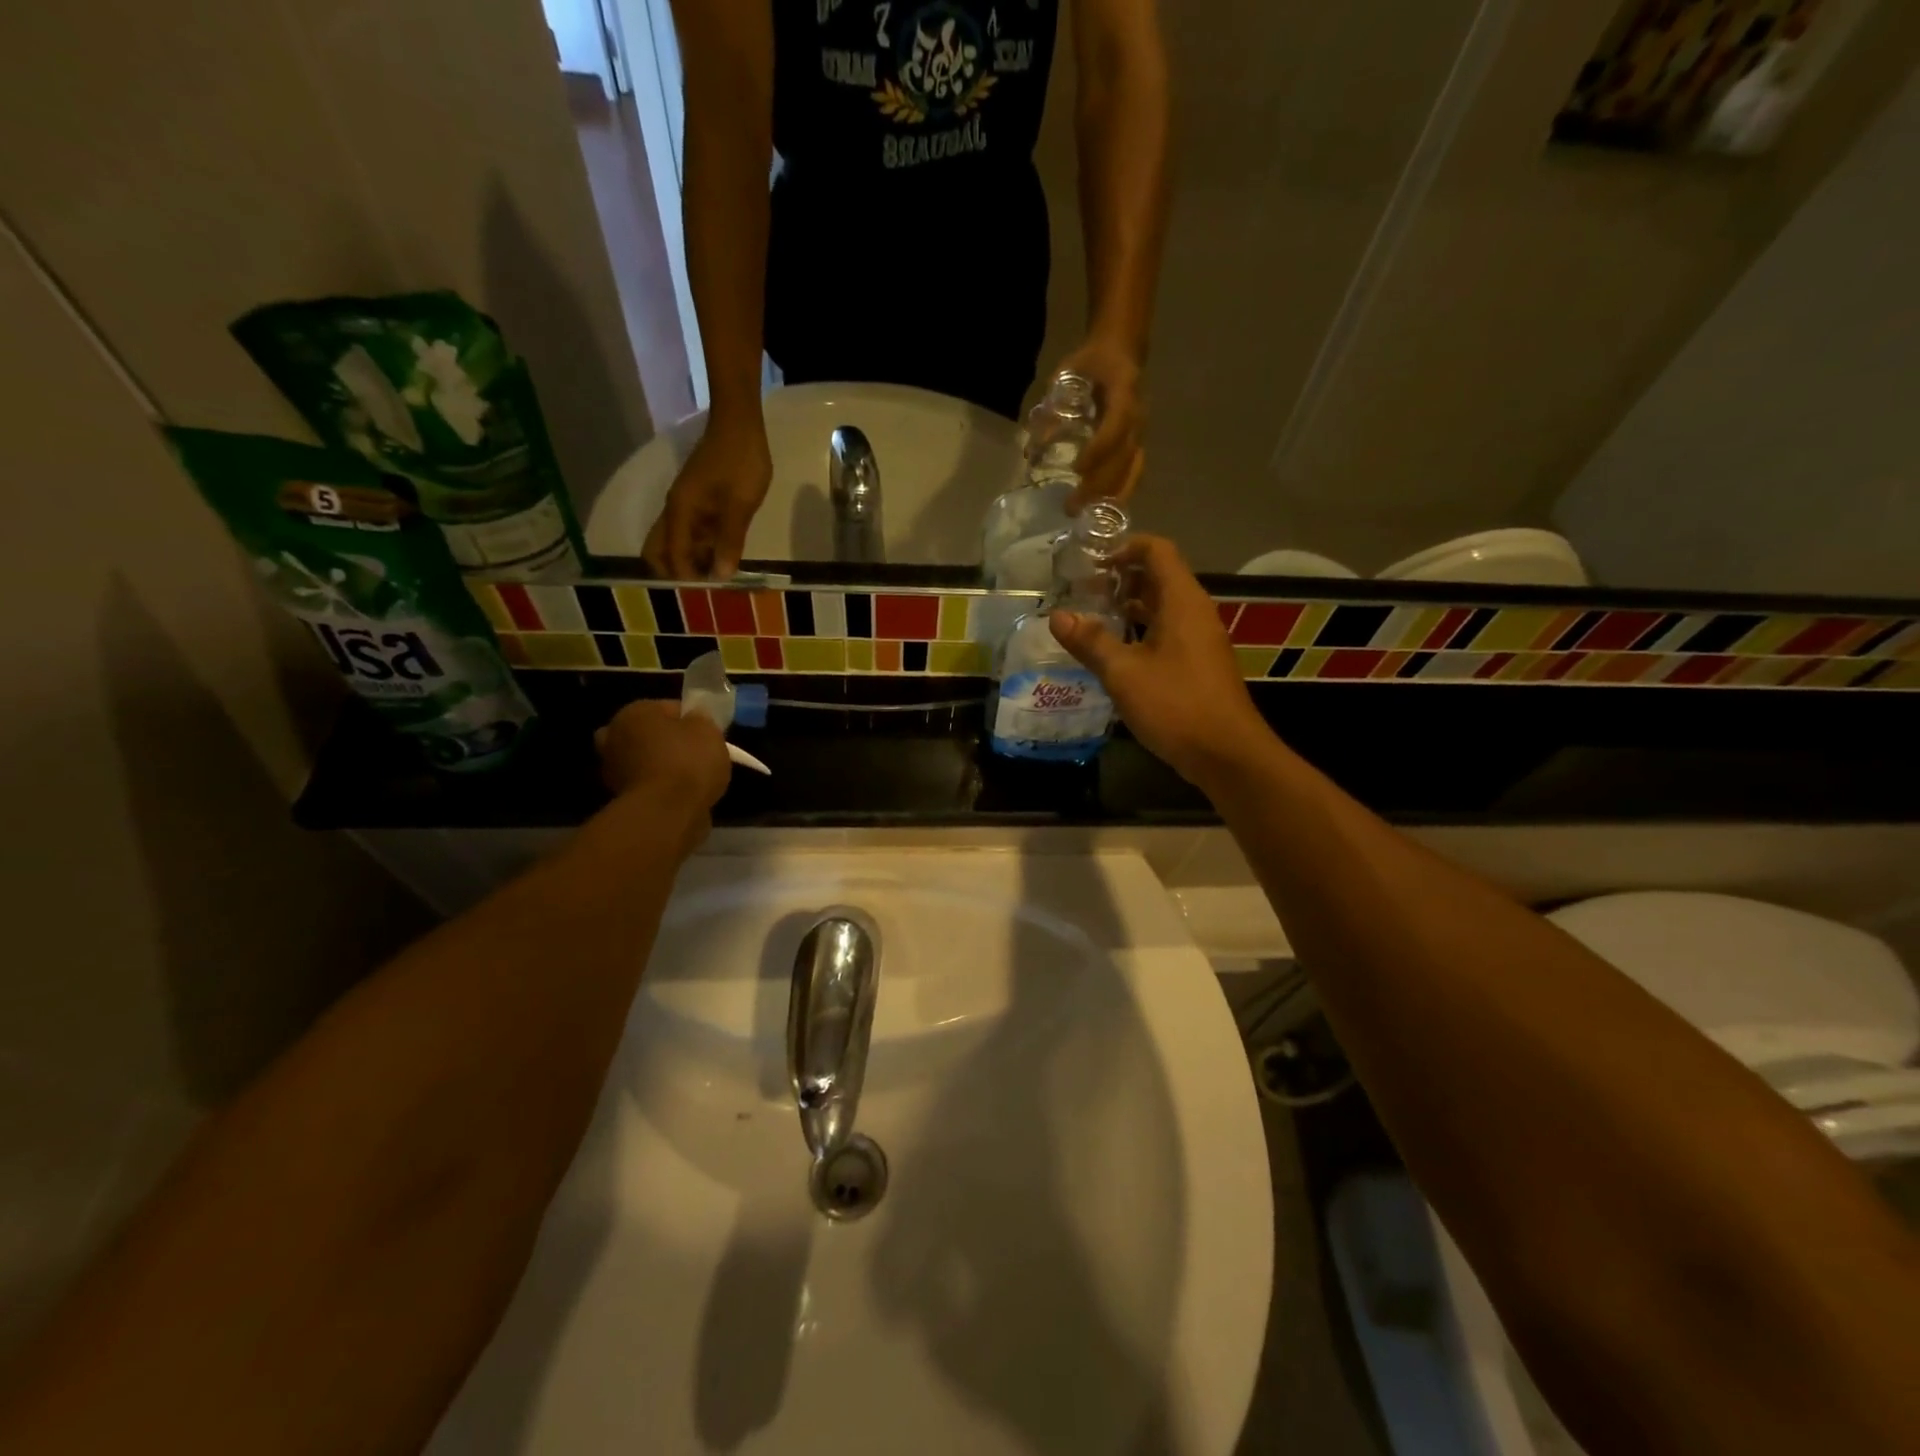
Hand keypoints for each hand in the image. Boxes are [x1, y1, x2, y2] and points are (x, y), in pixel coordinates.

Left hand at [595, 700, 731, 844]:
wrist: (666, 813)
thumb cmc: (688, 762)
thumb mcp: (709, 731)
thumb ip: (701, 719)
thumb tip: (694, 718)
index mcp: (635, 712)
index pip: (670, 708)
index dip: (692, 720)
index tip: (707, 735)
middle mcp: (614, 736)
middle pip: (649, 734)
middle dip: (666, 742)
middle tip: (693, 755)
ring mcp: (612, 769)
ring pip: (644, 761)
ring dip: (660, 767)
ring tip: (691, 780)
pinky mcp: (618, 798)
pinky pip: (646, 786)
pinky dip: (659, 789)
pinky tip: (680, 796)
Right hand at [643, 412, 772, 580]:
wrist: (740, 423)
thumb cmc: (741, 462)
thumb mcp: (740, 505)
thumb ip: (730, 541)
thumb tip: (720, 576)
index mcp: (680, 511)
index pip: (671, 555)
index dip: (686, 576)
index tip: (710, 589)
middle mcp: (676, 510)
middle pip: (660, 550)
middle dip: (677, 570)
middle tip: (708, 583)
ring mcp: (686, 505)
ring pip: (676, 541)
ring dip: (692, 559)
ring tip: (720, 573)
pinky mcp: (698, 500)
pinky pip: (692, 531)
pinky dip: (703, 546)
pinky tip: (725, 553)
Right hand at [1048, 536, 1272, 790]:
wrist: (1226, 754)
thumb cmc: (1175, 705)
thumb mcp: (1123, 673)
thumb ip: (1090, 642)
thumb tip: (1057, 616)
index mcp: (1182, 602)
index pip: (1158, 551)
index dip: (1126, 547)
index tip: (1093, 563)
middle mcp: (1195, 613)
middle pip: (1160, 577)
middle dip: (1122, 578)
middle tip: (1085, 591)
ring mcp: (1200, 640)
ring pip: (1164, 607)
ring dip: (1131, 606)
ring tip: (1094, 618)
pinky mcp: (1200, 664)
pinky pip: (1169, 632)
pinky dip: (1142, 631)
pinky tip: (1117, 653)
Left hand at [1049, 336, 1144, 512]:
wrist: (1121, 352)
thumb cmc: (1093, 361)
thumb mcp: (1069, 371)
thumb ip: (1053, 406)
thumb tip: (1033, 446)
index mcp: (1124, 393)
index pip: (1116, 427)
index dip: (1099, 449)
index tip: (1077, 469)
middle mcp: (1138, 418)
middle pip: (1123, 458)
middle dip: (1098, 484)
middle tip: (1072, 506)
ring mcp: (1140, 433)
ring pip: (1131, 471)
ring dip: (1110, 496)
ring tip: (1086, 516)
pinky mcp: (1137, 445)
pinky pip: (1133, 473)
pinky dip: (1119, 493)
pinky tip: (1102, 511)